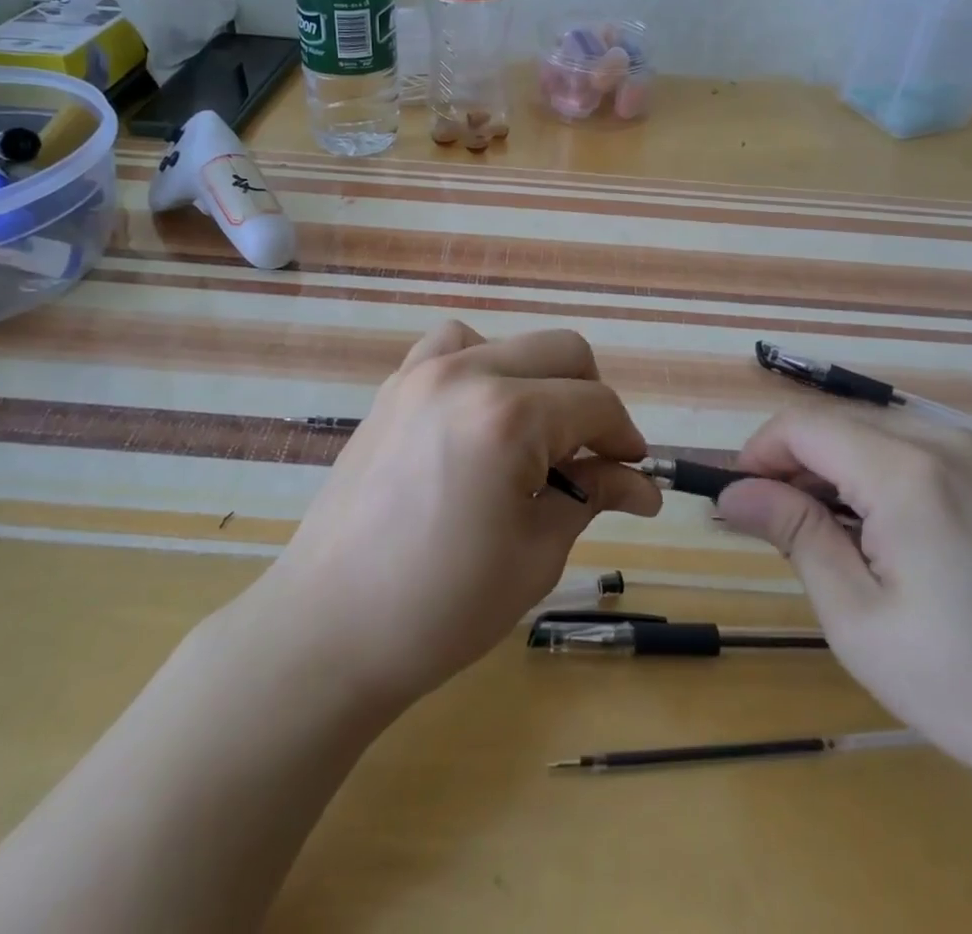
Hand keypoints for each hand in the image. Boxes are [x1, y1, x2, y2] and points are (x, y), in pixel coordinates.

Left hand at [251, 321, 661, 709]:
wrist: (330, 628)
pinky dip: (481, 366)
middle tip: (592, 459)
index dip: (625, 437)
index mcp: (509, 416)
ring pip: (508, 342)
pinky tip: (478, 416)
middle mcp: (466, 374)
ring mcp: (421, 373)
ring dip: (537, 378)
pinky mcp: (393, 388)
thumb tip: (642, 486)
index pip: (595, 403)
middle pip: (562, 351)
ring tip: (533, 436)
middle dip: (591, 400)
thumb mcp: (536, 553)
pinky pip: (450, 348)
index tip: (633, 475)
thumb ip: (592, 496)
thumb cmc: (443, 607)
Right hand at [716, 406, 971, 834]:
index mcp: (909, 474)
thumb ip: (794, 534)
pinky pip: (935, 444)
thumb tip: (733, 492)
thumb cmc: (971, 688)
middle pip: (843, 421)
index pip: (803, 425)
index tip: (745, 498)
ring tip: (848, 529)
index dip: (760, 452)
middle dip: (800, 461)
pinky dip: (898, 468)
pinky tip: (909, 526)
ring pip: (887, 428)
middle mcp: (953, 440)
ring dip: (848, 463)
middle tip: (789, 523)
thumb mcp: (858, 620)